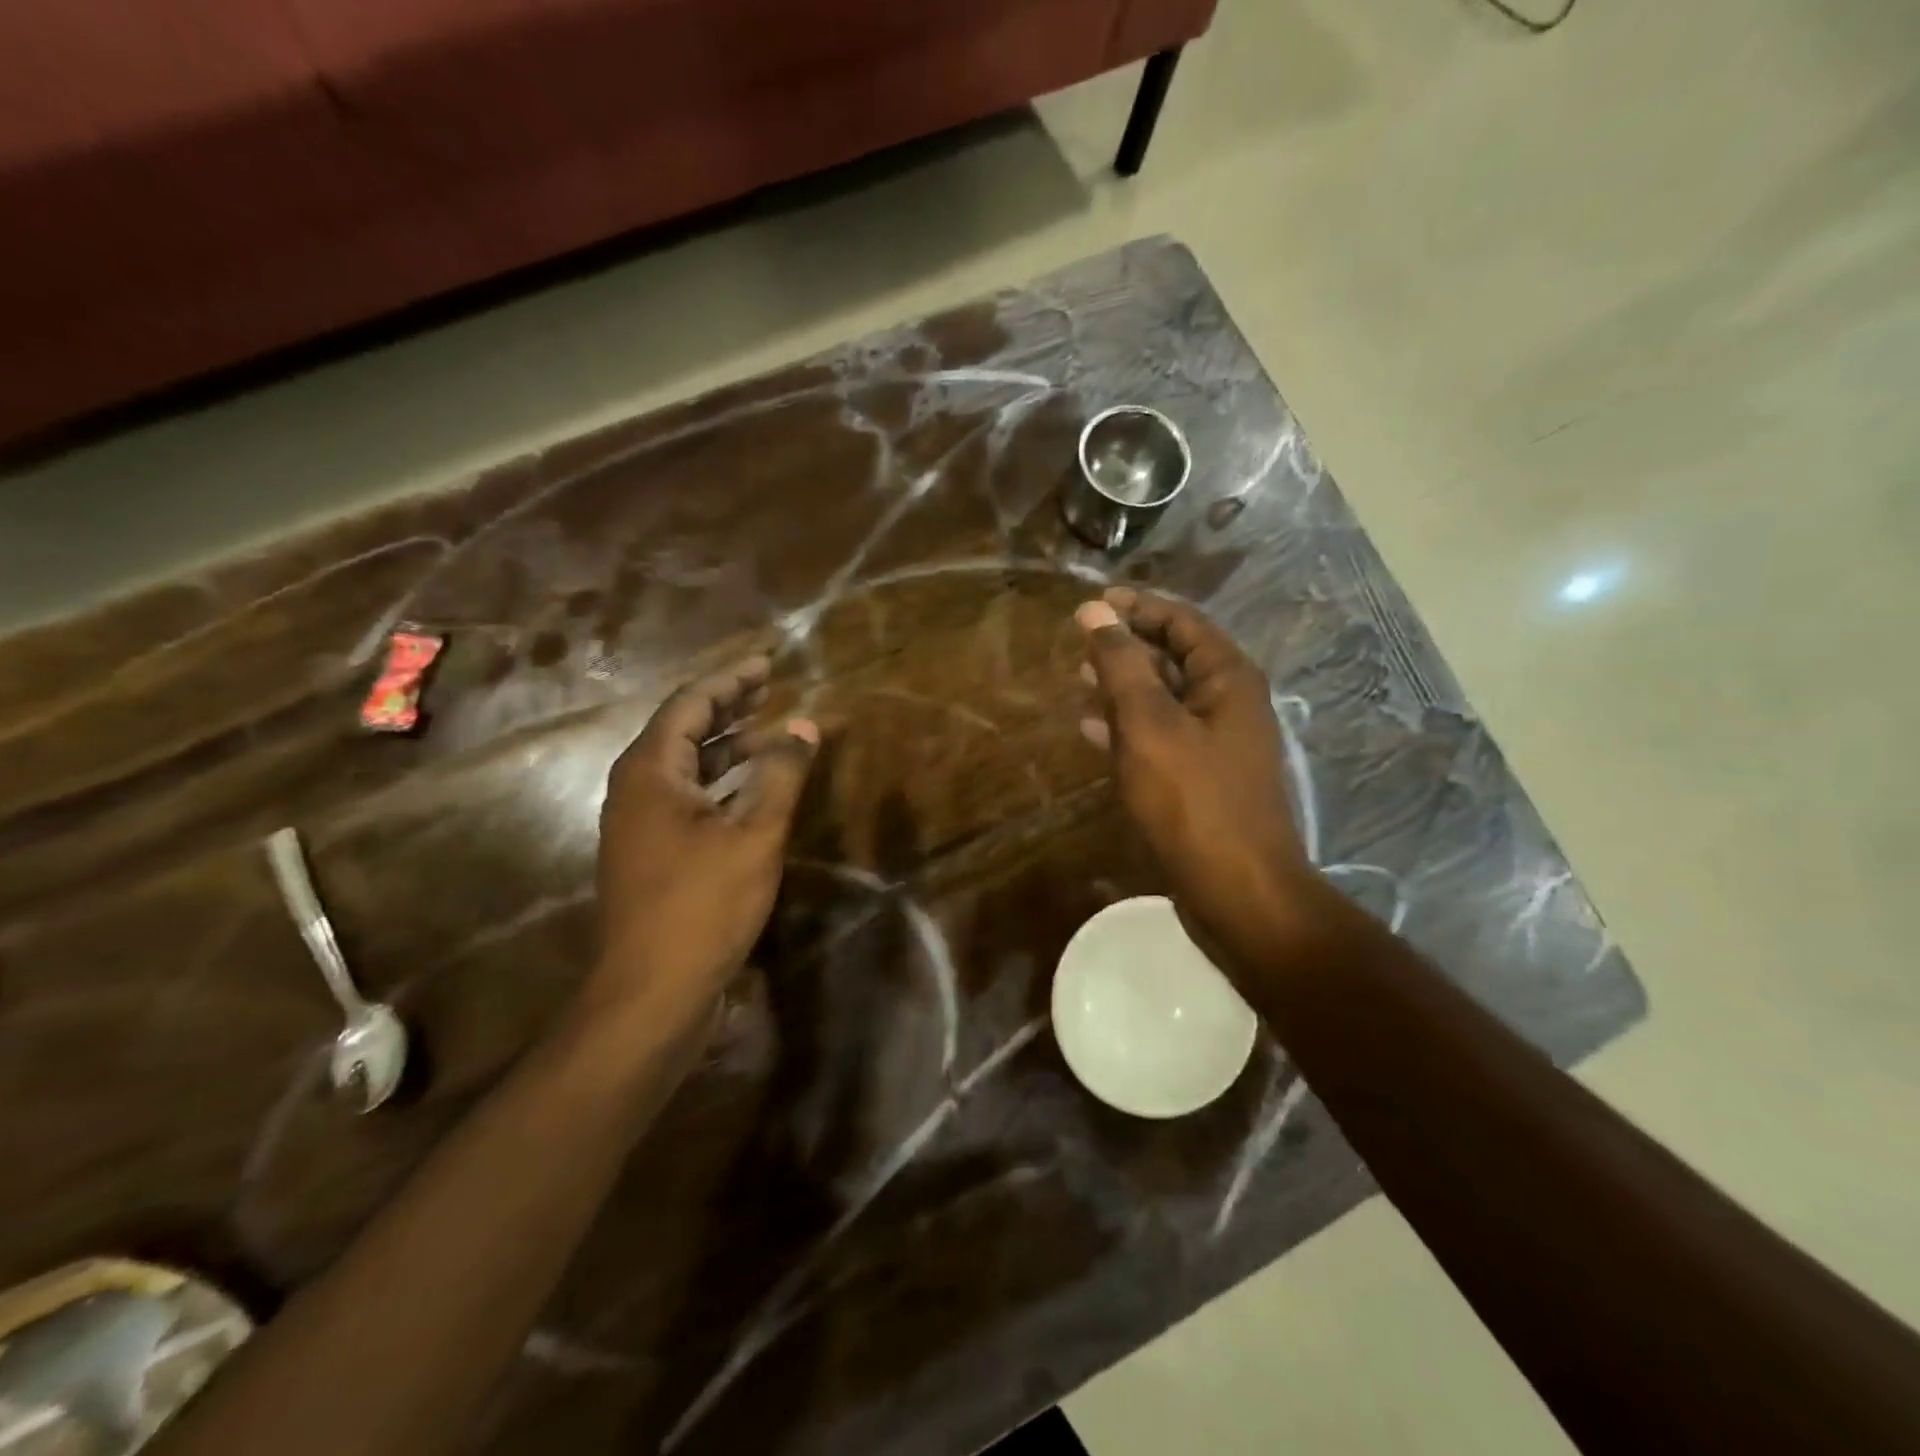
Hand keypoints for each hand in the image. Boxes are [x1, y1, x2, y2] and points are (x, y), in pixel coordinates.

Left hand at [588, 656, 817, 1026]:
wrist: (651, 992)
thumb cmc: (703, 905)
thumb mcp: (754, 834)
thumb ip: (780, 775)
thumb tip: (805, 726)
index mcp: (650, 771)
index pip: (690, 704)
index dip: (731, 681)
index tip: (768, 663)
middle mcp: (636, 789)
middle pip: (683, 731)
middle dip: (729, 708)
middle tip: (771, 688)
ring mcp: (639, 824)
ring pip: (686, 768)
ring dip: (727, 748)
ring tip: (770, 734)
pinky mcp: (651, 854)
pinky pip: (687, 799)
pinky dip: (721, 784)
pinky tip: (752, 791)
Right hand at [1077, 589, 1316, 976]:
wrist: (1236, 891)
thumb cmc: (1192, 800)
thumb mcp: (1149, 724)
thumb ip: (1122, 665)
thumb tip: (1096, 611)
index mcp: (1228, 679)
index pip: (1182, 621)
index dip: (1137, 607)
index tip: (1091, 605)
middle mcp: (1228, 704)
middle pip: (1173, 657)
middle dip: (1126, 646)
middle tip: (1078, 644)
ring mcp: (1215, 744)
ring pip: (1163, 699)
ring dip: (1122, 686)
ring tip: (1077, 680)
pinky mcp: (1199, 779)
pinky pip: (1159, 737)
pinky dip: (1126, 727)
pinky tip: (1091, 731)